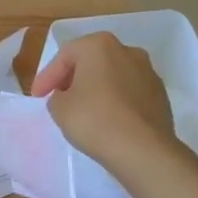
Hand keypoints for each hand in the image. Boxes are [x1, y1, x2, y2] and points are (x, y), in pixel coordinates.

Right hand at [31, 33, 181, 169]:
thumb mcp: (59, 108)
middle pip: (91, 62)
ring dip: (96, 89)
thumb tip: (67, 97)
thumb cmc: (95, 120)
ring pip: (112, 76)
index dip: (47, 77)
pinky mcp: (161, 95)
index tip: (36, 96)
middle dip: (73, 78)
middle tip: (58, 98)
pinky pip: (129, 93)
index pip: (64, 57)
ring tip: (83, 110)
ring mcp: (148, 72)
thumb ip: (57, 96)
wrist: (144, 151)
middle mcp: (127, 51)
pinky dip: (115, 101)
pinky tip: (107, 120)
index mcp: (99, 45)